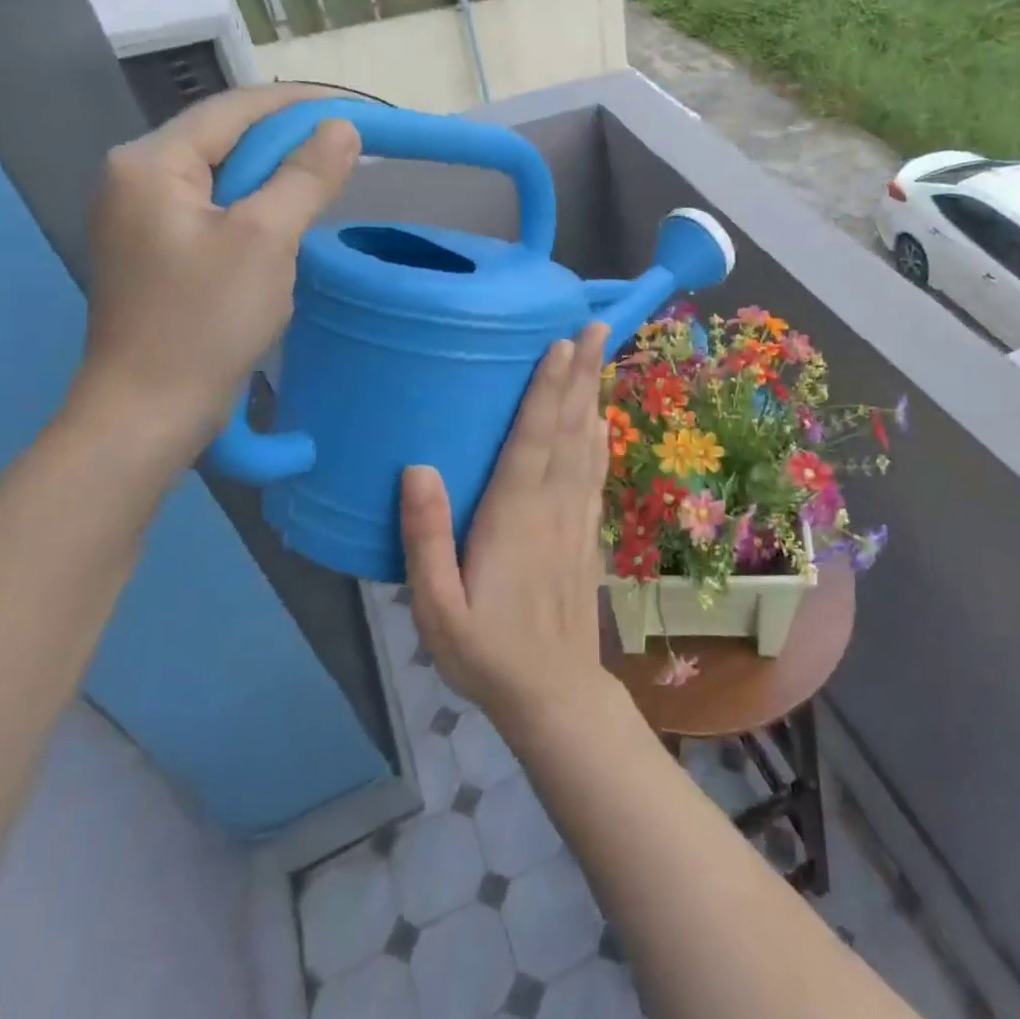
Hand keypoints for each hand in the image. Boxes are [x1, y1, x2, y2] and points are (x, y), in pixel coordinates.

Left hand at [75, 87, 358, 451]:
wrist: (150, 408)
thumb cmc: (206, 319)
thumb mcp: (266, 239)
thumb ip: (305, 177)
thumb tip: (343, 129)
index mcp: (150, 162)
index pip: (235, 110)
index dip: (300, 103)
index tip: (357, 109)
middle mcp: (136, 178)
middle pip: (226, 139)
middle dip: (290, 139)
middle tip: (351, 147)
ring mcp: (143, 219)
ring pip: (224, 178)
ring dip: (277, 175)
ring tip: (330, 179)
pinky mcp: (159, 254)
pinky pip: (218, 212)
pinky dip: (259, 208)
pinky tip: (290, 223)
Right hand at [402, 323, 616, 733]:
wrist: (554, 693)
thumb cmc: (486, 652)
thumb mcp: (437, 609)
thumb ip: (425, 539)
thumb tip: (417, 468)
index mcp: (513, 517)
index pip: (534, 439)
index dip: (546, 389)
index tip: (560, 343)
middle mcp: (552, 506)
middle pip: (569, 429)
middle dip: (581, 374)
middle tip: (595, 325)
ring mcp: (577, 518)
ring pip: (588, 444)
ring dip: (593, 395)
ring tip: (602, 355)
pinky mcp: (587, 533)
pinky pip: (596, 473)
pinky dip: (600, 438)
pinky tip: (601, 420)